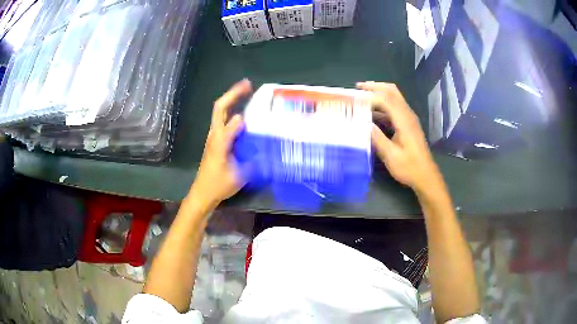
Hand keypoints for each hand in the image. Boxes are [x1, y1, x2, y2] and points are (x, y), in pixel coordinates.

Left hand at [188, 79, 252, 207]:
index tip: (254, 93)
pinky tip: (243, 114)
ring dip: (232, 100)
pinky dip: (232, 111)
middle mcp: (214, 134)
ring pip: (220, 113)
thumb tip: (253, 134)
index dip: (241, 103)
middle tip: (248, 84)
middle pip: (220, 107)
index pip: (229, 116)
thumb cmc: (218, 185)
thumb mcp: (238, 174)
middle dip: (233, 93)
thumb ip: (248, 155)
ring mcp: (214, 137)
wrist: (203, 194)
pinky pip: (223, 121)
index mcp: (219, 140)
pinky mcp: (215, 142)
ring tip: (247, 93)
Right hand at [356, 82, 441, 193]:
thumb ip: (377, 138)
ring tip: (362, 97)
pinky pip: (395, 107)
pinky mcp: (408, 124)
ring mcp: (409, 119)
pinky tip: (372, 113)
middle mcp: (407, 115)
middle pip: (392, 91)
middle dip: (375, 87)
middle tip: (358, 87)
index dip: (369, 96)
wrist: (426, 176)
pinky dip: (383, 105)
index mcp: (404, 120)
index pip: (386, 99)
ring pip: (394, 97)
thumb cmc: (409, 168)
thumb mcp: (391, 156)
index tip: (354, 97)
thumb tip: (363, 123)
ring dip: (379, 94)